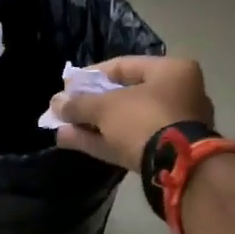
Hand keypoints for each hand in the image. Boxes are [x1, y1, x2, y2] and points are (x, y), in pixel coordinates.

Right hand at [47, 55, 214, 171]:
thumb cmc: (144, 120)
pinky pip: (130, 140)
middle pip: (125, 95)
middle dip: (91, 104)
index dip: (91, 75)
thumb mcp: (106, 108)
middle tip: (66, 108)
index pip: (124, 66)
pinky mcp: (167, 153)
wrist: (176, 168)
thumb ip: (79, 104)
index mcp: (172, 71)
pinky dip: (103, 140)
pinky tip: (72, 141)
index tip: (68, 85)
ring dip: (93, 125)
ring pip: (125, 122)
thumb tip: (55, 103)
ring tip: (62, 128)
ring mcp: (175, 126)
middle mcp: (179, 95)